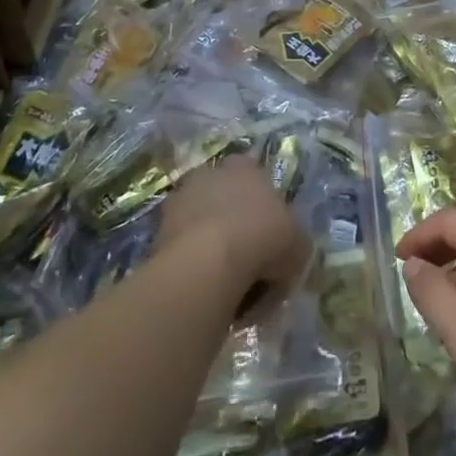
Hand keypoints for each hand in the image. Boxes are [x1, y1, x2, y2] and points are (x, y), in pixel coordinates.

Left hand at [157, 160, 311, 312]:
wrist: (208, 264)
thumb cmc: (262, 239)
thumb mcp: (298, 243)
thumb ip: (294, 242)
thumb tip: (288, 252)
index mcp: (245, 167)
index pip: (255, 179)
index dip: (264, 210)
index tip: (270, 238)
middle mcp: (210, 174)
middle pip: (226, 200)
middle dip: (236, 226)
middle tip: (251, 263)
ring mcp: (180, 200)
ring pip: (202, 225)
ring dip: (212, 246)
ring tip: (227, 283)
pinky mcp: (157, 231)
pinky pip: (184, 249)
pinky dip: (194, 265)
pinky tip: (207, 288)